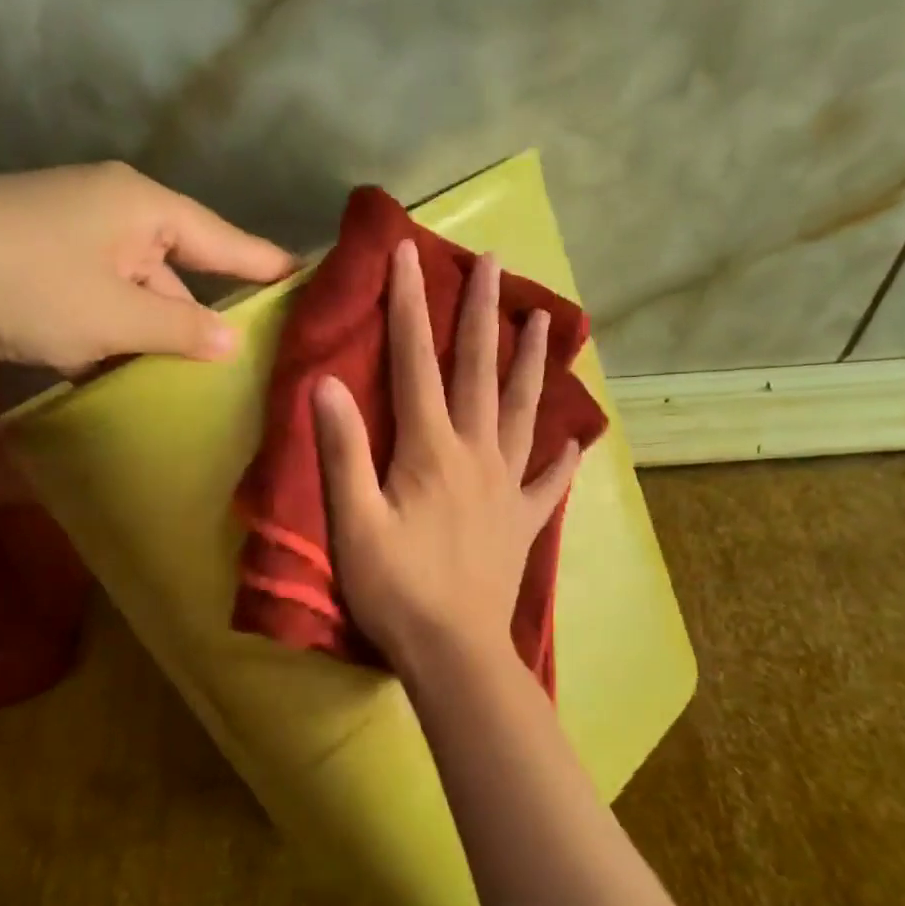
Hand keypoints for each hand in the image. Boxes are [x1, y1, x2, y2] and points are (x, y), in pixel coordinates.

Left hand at [0, 162, 293, 373]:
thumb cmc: (15, 281)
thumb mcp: (111, 312)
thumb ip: (180, 328)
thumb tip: (233, 342)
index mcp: (142, 207)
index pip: (225, 240)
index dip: (269, 266)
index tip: (315, 286)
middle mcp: (115, 221)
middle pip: (184, 273)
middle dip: (215, 320)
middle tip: (265, 367)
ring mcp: (76, 253)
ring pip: (142, 301)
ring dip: (163, 342)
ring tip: (214, 391)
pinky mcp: (44, 285)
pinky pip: (105, 318)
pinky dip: (121, 349)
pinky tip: (145, 389)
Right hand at [313, 239, 581, 671]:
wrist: (454, 651)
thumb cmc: (396, 588)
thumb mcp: (354, 521)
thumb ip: (342, 451)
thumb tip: (327, 382)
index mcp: (431, 449)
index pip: (415, 363)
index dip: (409, 306)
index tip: (410, 254)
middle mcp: (476, 454)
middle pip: (479, 371)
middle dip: (482, 313)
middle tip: (495, 263)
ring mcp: (507, 486)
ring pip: (522, 411)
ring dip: (531, 363)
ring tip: (544, 322)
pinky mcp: (523, 521)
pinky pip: (548, 482)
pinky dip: (562, 458)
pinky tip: (577, 440)